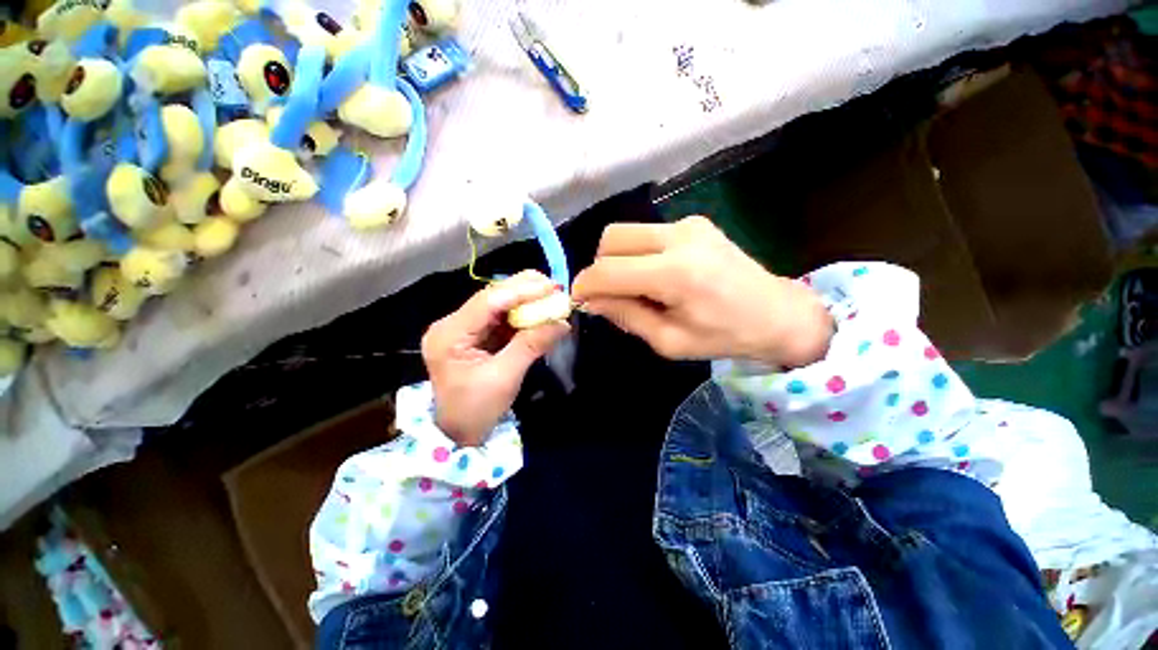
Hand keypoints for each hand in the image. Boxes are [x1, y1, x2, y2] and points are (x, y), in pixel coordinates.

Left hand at [422, 271, 569, 445]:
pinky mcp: (477, 334)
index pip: (488, 301)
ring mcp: (464, 327)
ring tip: (553, 297)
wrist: (460, 432)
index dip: (521, 291)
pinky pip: (503, 317)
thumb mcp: (505, 377)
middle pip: (493, 296)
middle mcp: (453, 323)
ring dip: (527, 300)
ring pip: (500, 303)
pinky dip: (524, 314)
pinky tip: (541, 311)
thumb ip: (532, 345)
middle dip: (525, 290)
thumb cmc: (476, 410)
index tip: (551, 287)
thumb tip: (563, 322)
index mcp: (450, 334)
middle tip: (555, 288)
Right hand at [572, 216, 831, 366]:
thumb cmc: (724, 337)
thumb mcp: (669, 341)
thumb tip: (592, 301)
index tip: (580, 301)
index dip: (584, 286)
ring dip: (618, 259)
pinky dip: (638, 253)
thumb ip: (626, 316)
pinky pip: (647, 233)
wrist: (778, 314)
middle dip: (599, 267)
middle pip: (611, 238)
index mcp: (675, 274)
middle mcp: (679, 238)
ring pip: (626, 232)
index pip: (607, 271)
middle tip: (610, 294)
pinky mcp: (694, 222)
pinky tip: (656, 275)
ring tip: (636, 286)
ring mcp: (688, 224)